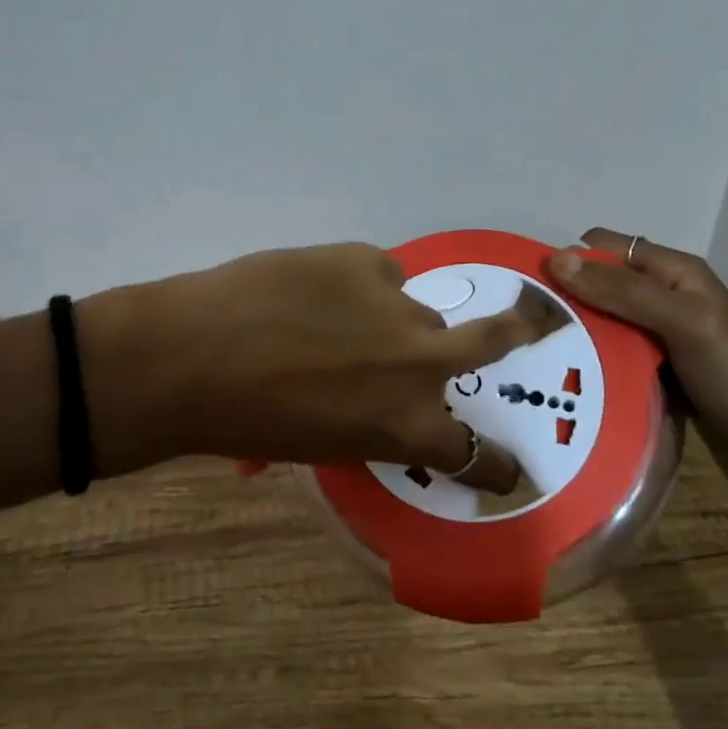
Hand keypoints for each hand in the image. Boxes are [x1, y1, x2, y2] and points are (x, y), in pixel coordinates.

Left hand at [82, 243, 567, 493]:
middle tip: (534, 319)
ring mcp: (398, 304)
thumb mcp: (326, 442)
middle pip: (492, 341)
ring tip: (334, 319)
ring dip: (391, 317)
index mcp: (408, 425)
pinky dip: (356, 285)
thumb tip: (381, 395)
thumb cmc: (248, 421)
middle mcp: (420, 364)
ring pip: (415, 307)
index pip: (477, 454)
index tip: (511, 469)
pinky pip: (377, 273)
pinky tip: (312, 292)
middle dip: (520, 330)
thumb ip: (372, 421)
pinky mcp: (364, 259)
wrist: (193, 355)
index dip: (496, 464)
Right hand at [546, 229, 727, 519]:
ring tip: (530, 356)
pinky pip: (613, 358)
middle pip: (599, 285)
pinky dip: (590, 363)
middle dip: (563, 299)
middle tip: (521, 329)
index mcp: (674, 272)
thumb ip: (623, 290)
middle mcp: (665, 298)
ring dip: (573, 334)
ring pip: (602, 324)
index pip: (604, 247)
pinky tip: (562, 380)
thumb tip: (555, 257)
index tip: (524, 290)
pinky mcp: (659, 376)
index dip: (567, 260)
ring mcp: (662, 340)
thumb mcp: (685, 324)